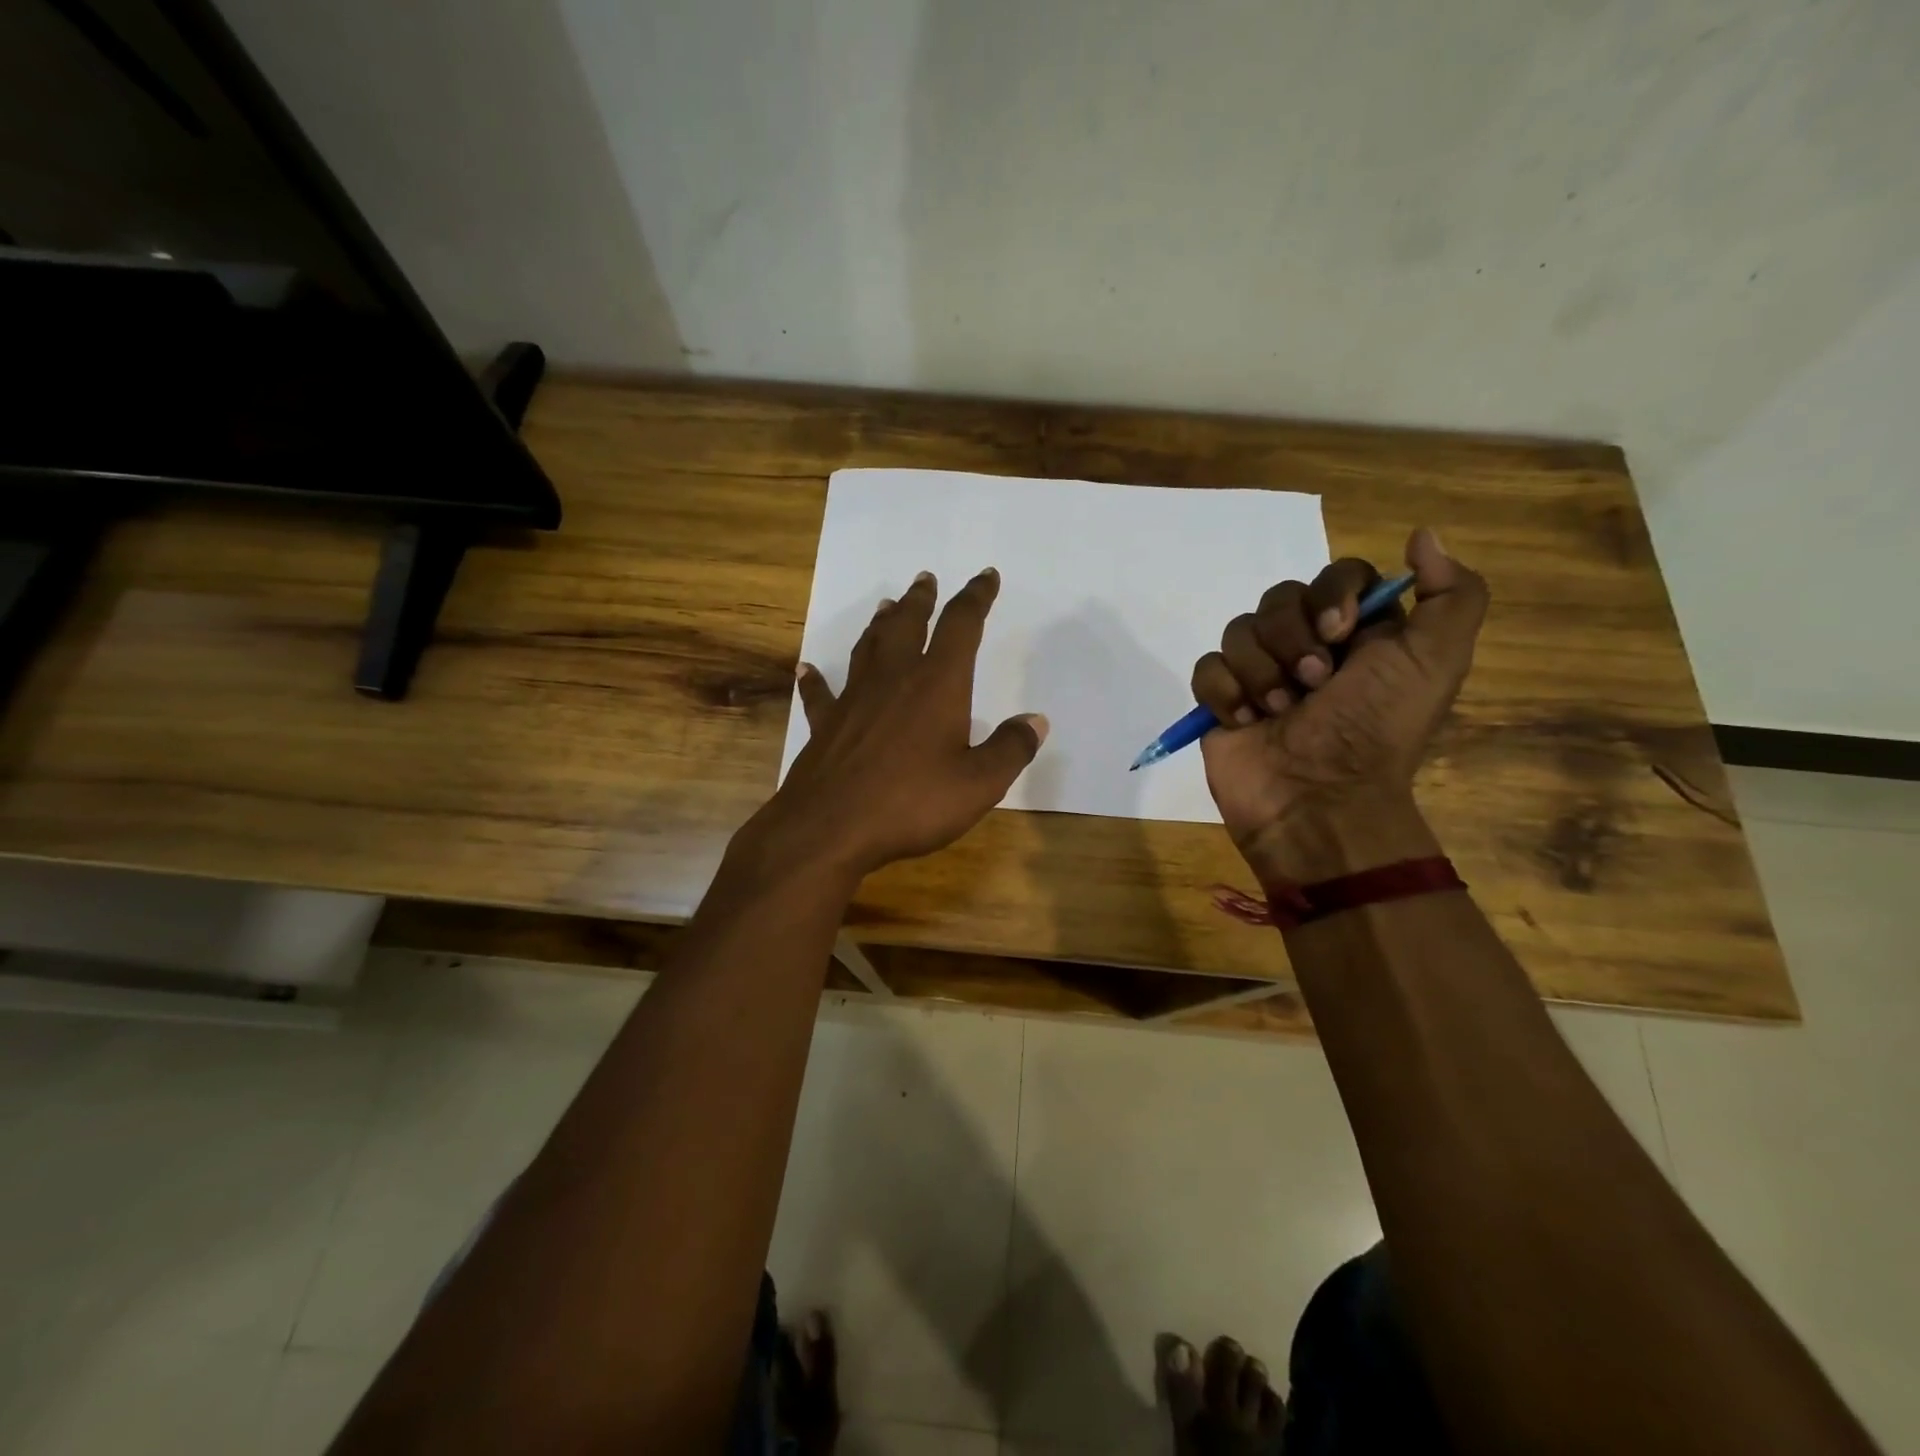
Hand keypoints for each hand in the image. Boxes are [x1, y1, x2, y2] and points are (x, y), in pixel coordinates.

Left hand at [748, 568, 1047, 881]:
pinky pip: (820, 693)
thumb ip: (1010, 749)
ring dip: (880, 624)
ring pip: (868, 648)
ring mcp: (854, 699)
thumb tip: (1036, 721)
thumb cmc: (912, 803)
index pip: (962, 625)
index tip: (985, 576)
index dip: (976, 597)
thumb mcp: (979, 784)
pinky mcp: (825, 724)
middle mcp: (894, 679)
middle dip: (921, 600)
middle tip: (925, 579)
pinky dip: (815, 679)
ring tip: (887, 607)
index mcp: (937, 684)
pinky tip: (807, 669)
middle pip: (908, 624)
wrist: (830, 827)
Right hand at [1191, 529, 1486, 876]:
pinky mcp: (1221, 702)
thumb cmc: (1376, 731)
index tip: (1339, 632)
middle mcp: (1307, 648)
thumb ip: (1452, 595)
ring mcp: (1259, 675)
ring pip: (1239, 630)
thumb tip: (1421, 535)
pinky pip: (1206, 667)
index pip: (1335, 576)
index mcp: (1359, 636)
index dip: (1331, 594)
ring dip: (1261, 673)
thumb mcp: (1437, 662)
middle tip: (1313, 684)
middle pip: (1279, 598)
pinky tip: (1244, 722)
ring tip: (1279, 712)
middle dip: (1292, 640)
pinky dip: (1224, 693)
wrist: (1318, 802)